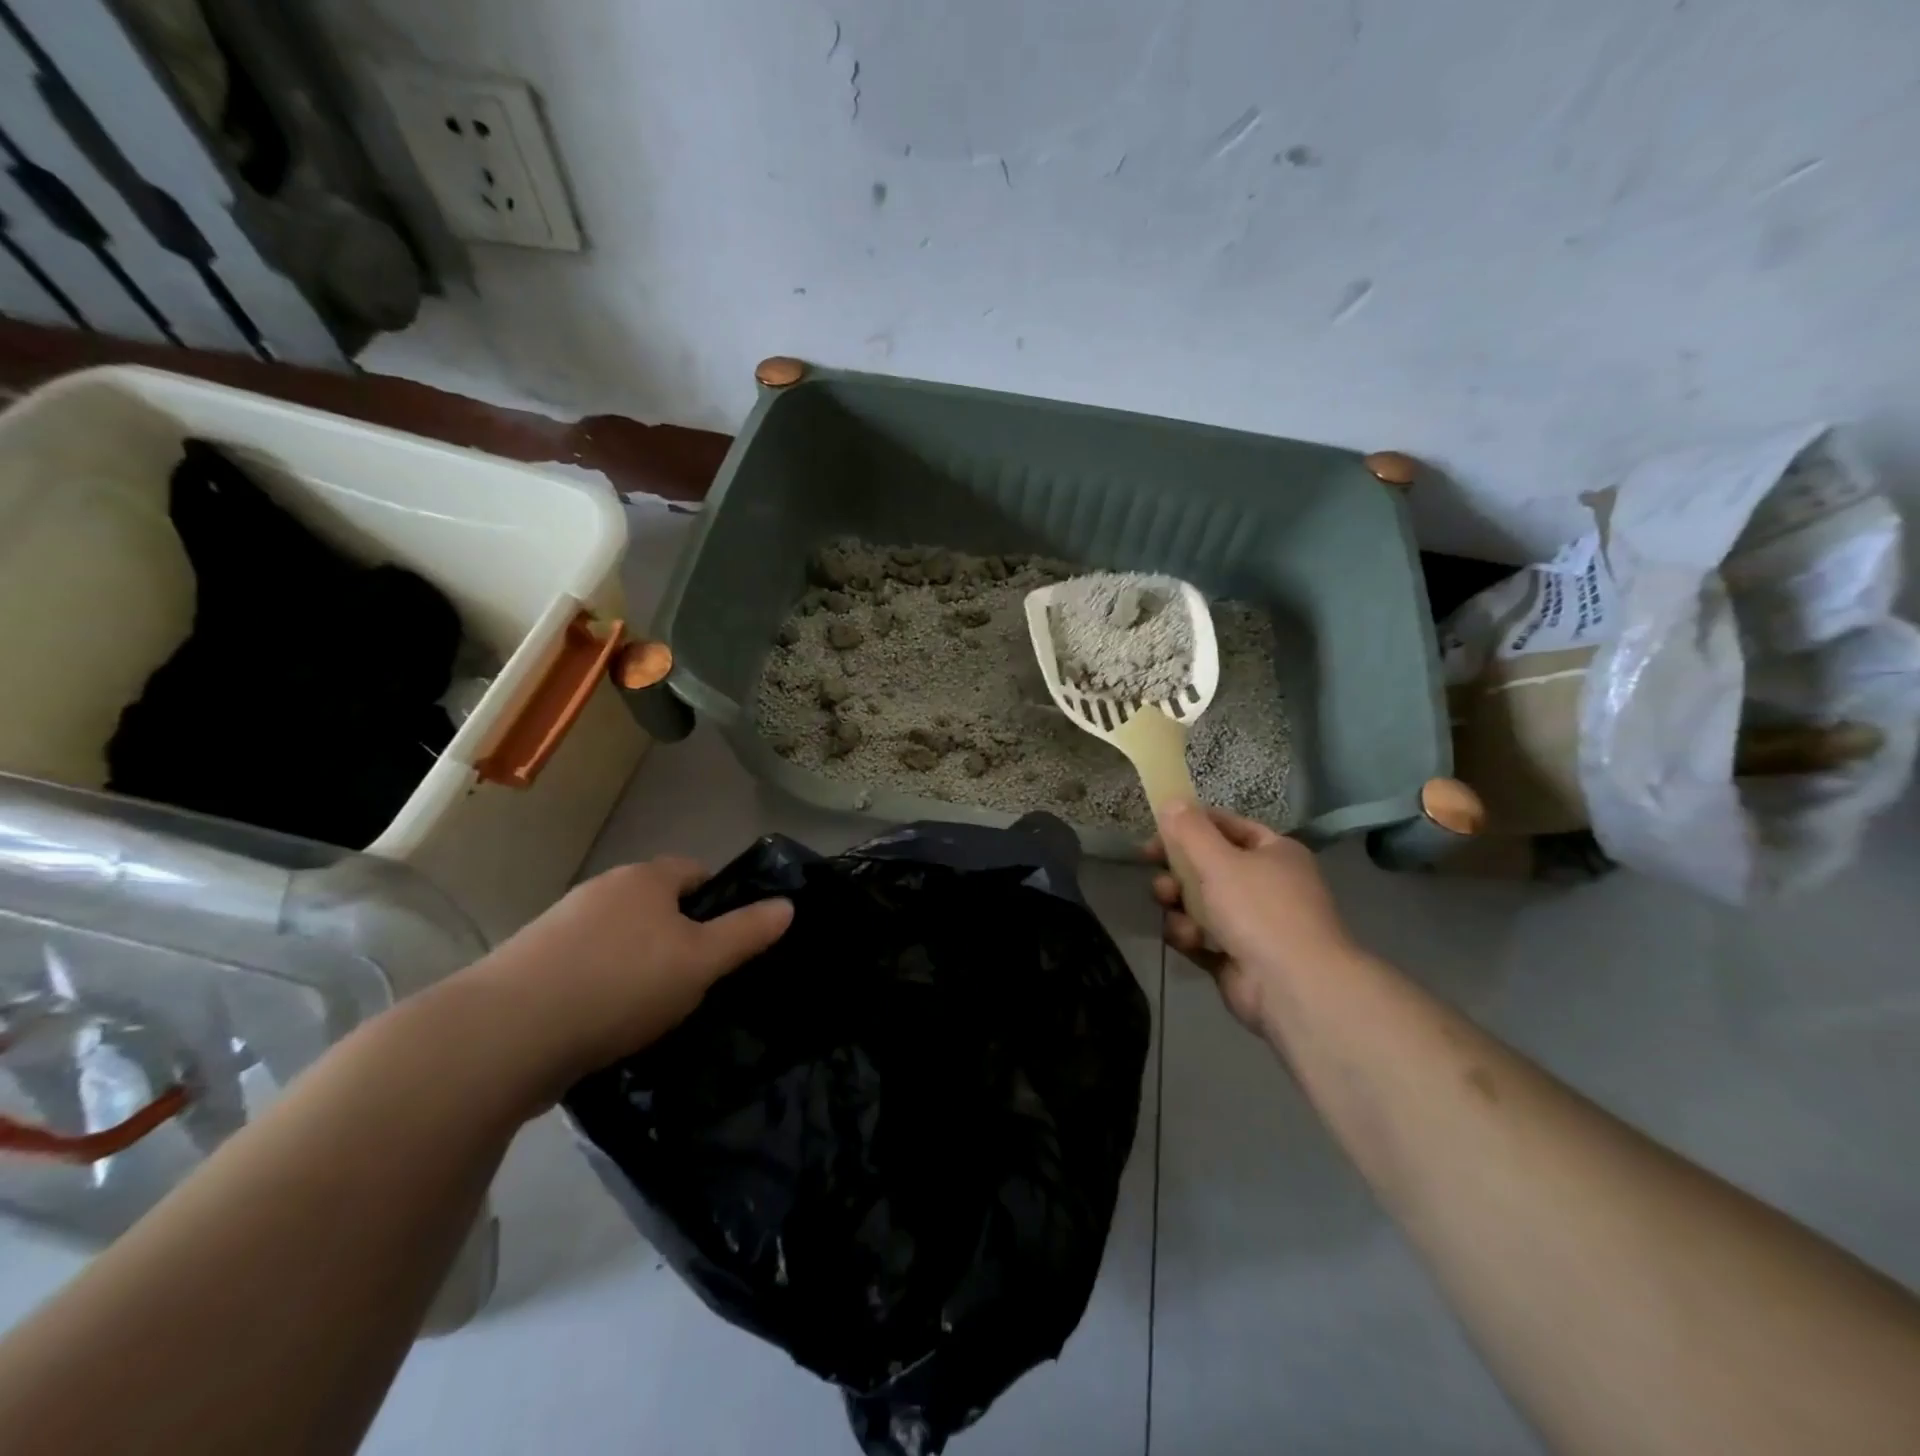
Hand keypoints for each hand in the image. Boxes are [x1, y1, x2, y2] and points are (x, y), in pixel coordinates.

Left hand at [460, 856, 792, 1091]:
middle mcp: (601, 890)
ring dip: (639, 965)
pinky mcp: (529, 967)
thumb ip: (747, 932)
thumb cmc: (621, 984)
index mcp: (644, 879)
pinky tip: (605, 1026)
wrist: (504, 1036)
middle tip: (696, 981)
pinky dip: (602, 989)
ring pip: (619, 939)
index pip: (695, 872)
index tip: (728, 942)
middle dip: (679, 937)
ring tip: (652, 1011)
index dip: (719, 901)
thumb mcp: (701, 961)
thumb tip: (788, 905)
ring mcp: (559, 927)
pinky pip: (585, 969)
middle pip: (656, 906)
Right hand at [1146, 802, 1353, 1036]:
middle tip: (1158, 878)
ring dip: (1180, 906)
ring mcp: (1252, 924)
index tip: (1154, 834)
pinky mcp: (1236, 957)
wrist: (1294, 987)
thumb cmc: (1260, 910)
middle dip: (1178, 873)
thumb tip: (1171, 800)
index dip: (1189, 826)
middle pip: (1207, 867)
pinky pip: (1201, 937)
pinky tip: (1189, 941)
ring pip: (1199, 903)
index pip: (1226, 826)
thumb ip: (1190, 830)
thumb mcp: (1220, 860)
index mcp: (1273, 853)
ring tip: (1173, 911)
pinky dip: (1191, 937)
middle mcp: (1266, 884)